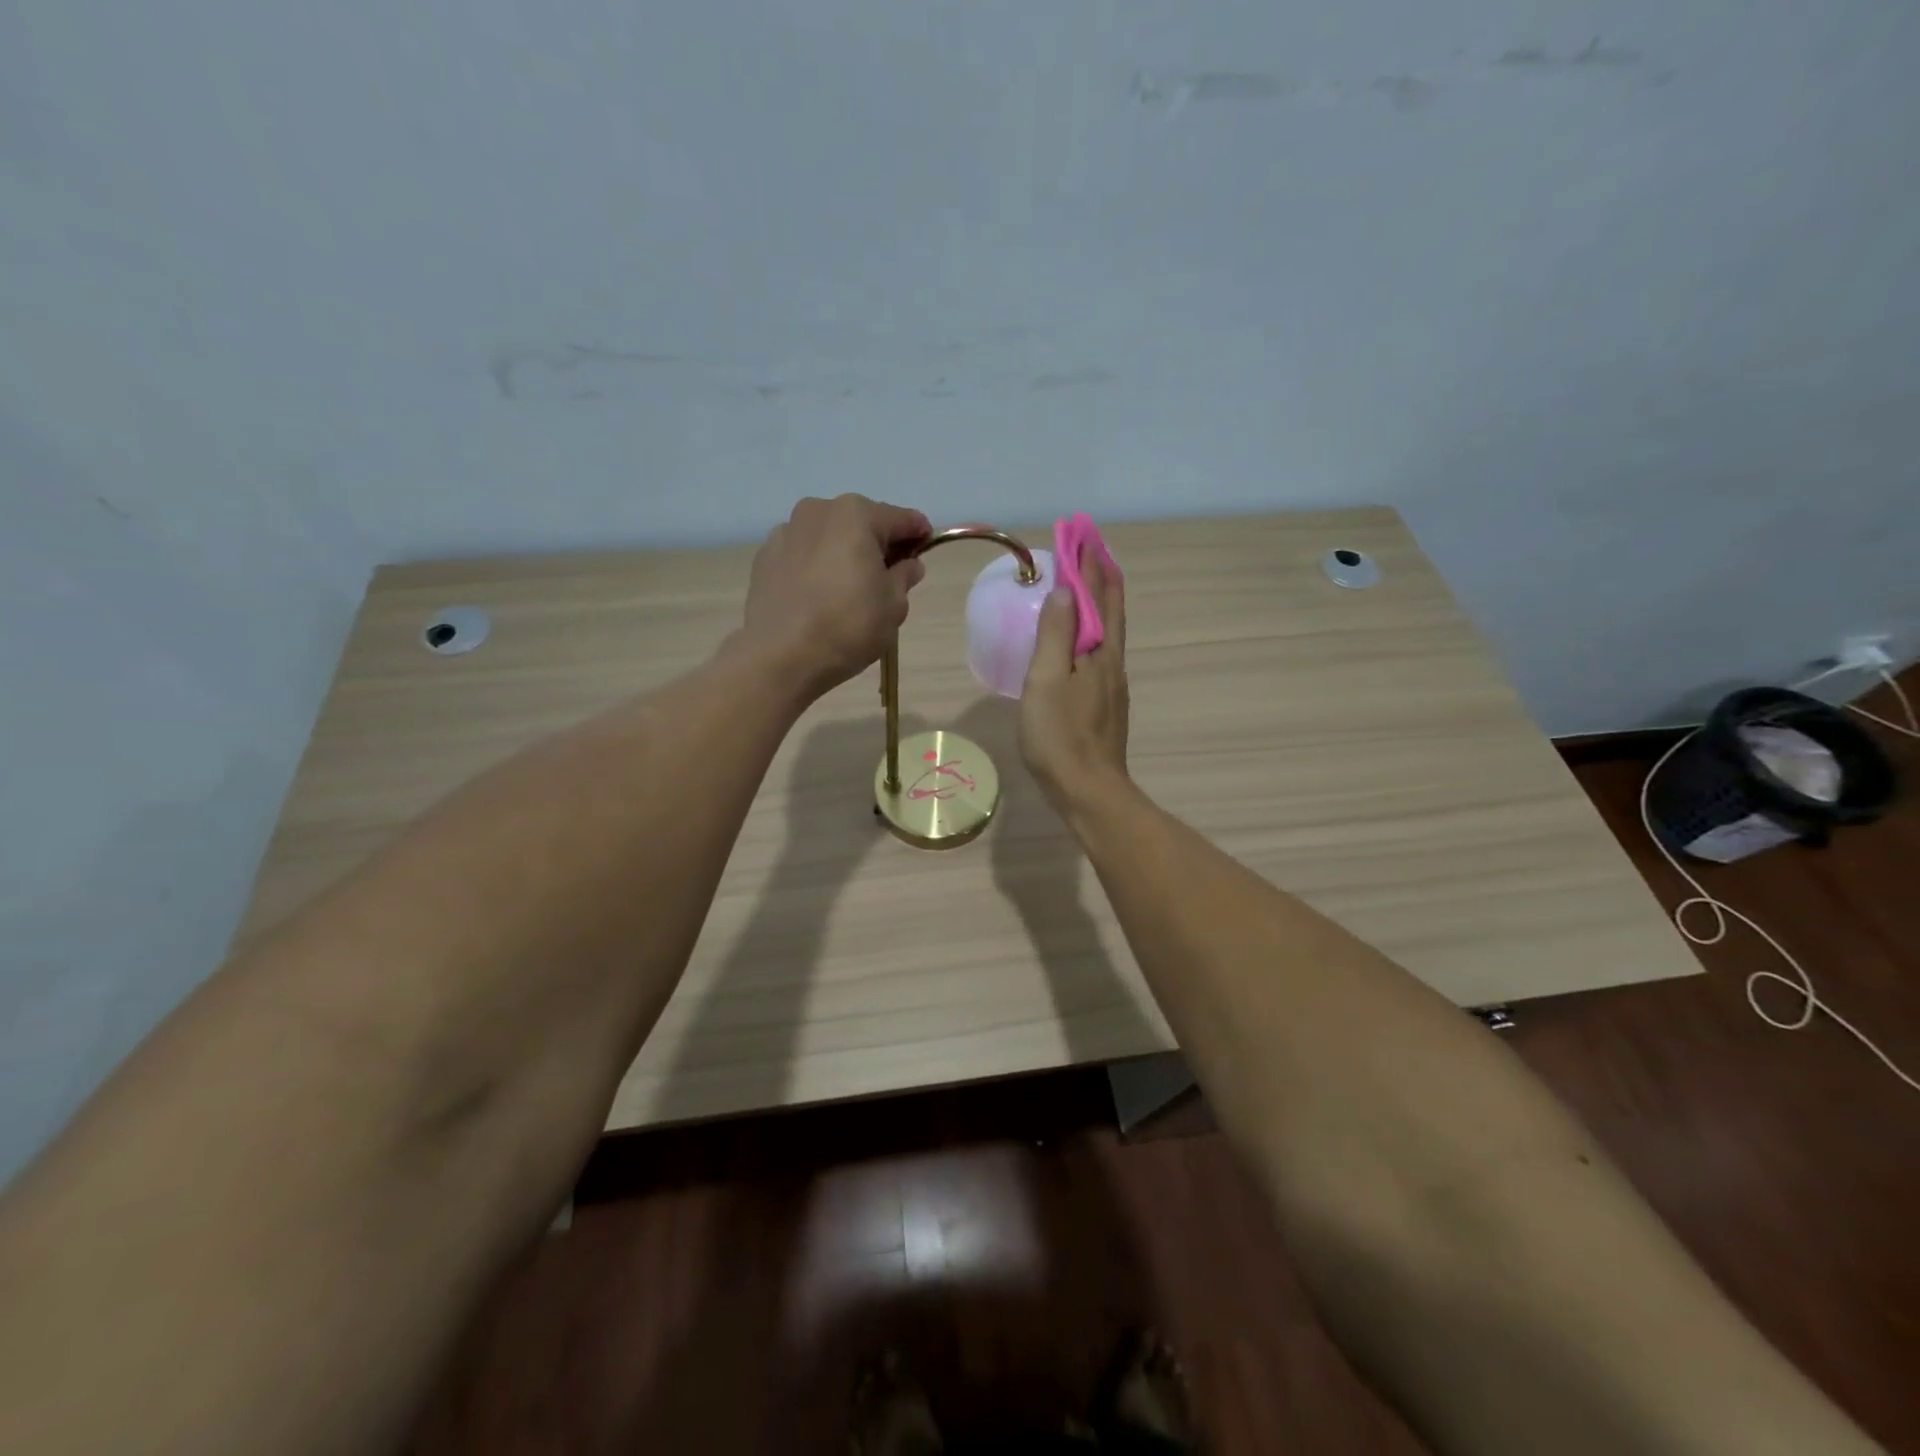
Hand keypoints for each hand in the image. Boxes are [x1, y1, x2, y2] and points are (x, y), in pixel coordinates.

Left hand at [740, 494, 929, 698]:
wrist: (780, 656)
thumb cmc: (848, 626)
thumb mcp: (893, 605)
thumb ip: (904, 577)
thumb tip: (908, 564)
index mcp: (856, 515)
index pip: (900, 518)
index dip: (918, 533)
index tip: (927, 548)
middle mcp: (818, 511)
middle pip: (860, 523)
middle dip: (877, 544)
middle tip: (888, 576)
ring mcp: (786, 532)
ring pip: (828, 537)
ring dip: (843, 554)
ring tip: (848, 589)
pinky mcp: (764, 557)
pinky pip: (802, 555)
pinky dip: (815, 567)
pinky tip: (818, 596)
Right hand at [1019, 552, 1129, 813]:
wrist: (1089, 791)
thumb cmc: (1061, 735)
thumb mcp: (1047, 680)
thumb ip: (1055, 635)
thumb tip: (1065, 592)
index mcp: (1099, 652)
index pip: (1097, 596)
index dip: (1087, 564)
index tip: (1080, 533)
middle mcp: (1112, 663)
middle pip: (1111, 610)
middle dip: (1101, 576)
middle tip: (1092, 547)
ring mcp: (1111, 686)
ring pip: (1108, 632)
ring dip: (1100, 602)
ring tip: (1089, 584)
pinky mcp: (1104, 706)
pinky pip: (1100, 653)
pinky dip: (1093, 631)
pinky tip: (1083, 640)